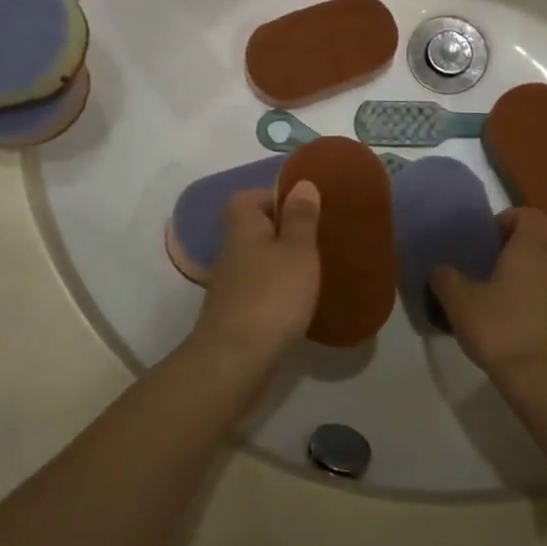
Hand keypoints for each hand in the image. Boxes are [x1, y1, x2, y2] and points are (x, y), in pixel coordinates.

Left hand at [189, 183, 321, 377]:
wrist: (235, 362)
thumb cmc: (272, 297)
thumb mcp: (297, 251)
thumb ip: (301, 218)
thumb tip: (301, 183)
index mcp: (243, 227)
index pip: (249, 197)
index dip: (274, 197)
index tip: (305, 208)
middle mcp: (231, 252)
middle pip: (253, 229)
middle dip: (282, 231)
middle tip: (316, 239)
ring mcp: (230, 286)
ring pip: (257, 261)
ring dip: (281, 263)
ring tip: (313, 271)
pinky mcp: (235, 315)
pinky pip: (259, 290)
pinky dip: (277, 291)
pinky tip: (299, 304)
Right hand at [430, 207, 546, 394]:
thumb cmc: (503, 331)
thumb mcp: (460, 303)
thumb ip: (447, 279)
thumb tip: (442, 271)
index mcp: (533, 249)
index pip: (530, 215)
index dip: (509, 220)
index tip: (489, 239)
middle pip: (542, 245)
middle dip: (519, 254)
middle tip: (491, 274)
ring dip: (535, 282)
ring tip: (508, 304)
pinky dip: (546, 310)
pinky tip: (525, 334)